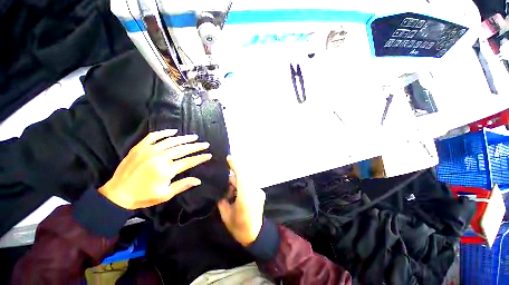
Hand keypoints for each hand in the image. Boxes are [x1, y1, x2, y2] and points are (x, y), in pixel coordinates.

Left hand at [99, 129, 211, 209]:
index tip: (209, 155)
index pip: (189, 161)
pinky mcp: (140, 147)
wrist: (117, 194)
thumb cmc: (143, 196)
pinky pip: (154, 136)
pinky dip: (165, 132)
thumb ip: (183, 185)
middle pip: (183, 149)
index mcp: (166, 170)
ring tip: (194, 137)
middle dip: (196, 146)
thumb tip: (198, 180)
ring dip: (185, 138)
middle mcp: (160, 157)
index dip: (200, 158)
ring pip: (171, 141)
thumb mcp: (165, 194)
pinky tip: (174, 131)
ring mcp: (149, 150)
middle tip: (205, 144)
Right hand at [218, 156, 265, 245]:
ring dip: (239, 180)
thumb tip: (223, 188)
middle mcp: (254, 192)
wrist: (255, 235)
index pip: (241, 176)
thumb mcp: (225, 214)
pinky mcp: (261, 193)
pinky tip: (238, 192)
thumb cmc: (238, 227)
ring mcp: (259, 192)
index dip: (235, 165)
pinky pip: (250, 184)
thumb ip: (223, 198)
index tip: (228, 158)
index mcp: (244, 198)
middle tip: (226, 181)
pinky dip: (243, 184)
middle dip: (234, 174)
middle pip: (244, 176)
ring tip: (231, 188)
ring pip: (247, 179)